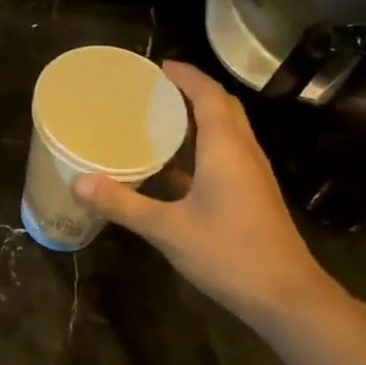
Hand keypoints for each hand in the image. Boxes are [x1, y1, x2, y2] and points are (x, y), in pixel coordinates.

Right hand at [75, 62, 337, 328]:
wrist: (285, 297)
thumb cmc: (228, 253)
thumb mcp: (167, 229)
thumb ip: (123, 204)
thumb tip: (79, 182)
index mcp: (226, 149)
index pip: (209, 96)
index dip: (187, 76)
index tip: (159, 66)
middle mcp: (244, 153)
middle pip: (222, 108)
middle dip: (193, 92)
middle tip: (155, 90)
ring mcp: (252, 176)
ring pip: (227, 132)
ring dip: (199, 119)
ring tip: (160, 120)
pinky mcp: (253, 196)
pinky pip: (227, 157)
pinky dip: (202, 149)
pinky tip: (174, 170)